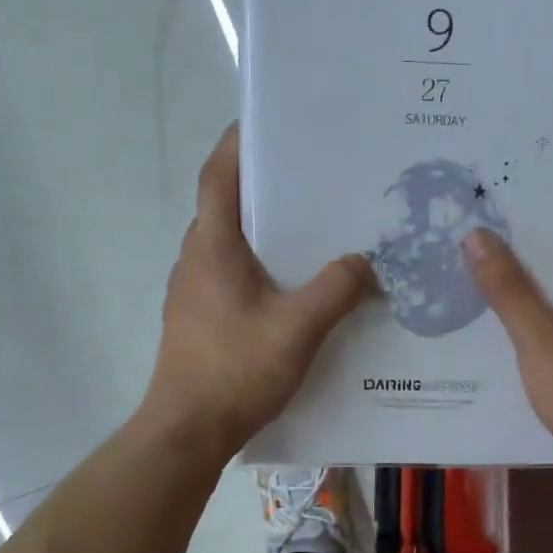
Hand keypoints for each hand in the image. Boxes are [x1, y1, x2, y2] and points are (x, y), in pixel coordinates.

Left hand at [143, 124, 375, 460]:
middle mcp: (196, 259)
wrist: (187, 432)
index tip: (267, 120)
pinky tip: (295, 287)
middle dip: (263, 186)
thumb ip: (337, 288)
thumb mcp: (299, 326)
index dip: (238, 142)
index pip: (218, 175)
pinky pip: (232, 276)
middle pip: (226, 205)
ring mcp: (193, 291)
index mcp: (212, 246)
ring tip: (312, 227)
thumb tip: (365, 261)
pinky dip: (260, 266)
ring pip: (230, 244)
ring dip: (263, 230)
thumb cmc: (236, 370)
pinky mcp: (199, 319)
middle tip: (311, 175)